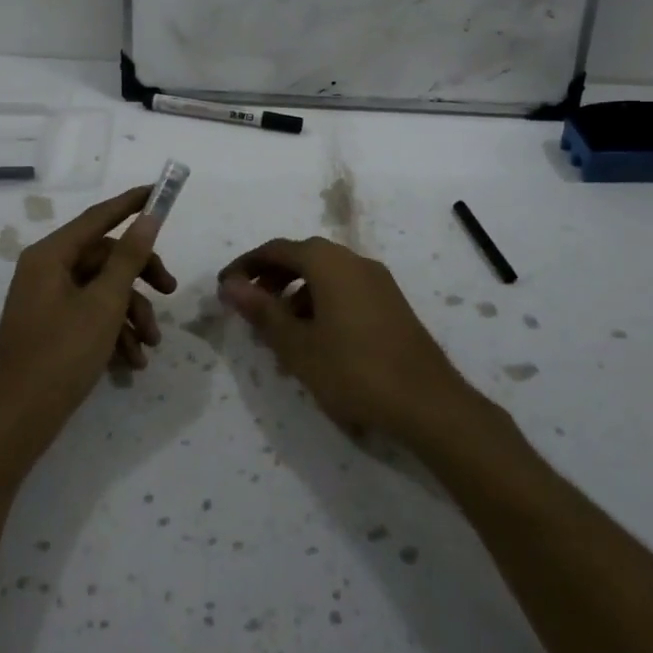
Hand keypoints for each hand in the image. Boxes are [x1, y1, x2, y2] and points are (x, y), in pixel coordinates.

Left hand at [0, 187, 176, 464]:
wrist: (16, 423)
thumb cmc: (60, 355)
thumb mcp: (104, 304)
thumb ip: (128, 258)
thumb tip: (148, 218)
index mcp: (50, 255)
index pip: (98, 217)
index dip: (132, 203)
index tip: (161, 192)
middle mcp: (46, 270)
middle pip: (105, 257)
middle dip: (140, 278)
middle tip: (169, 292)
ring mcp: (47, 300)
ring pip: (102, 290)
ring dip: (131, 314)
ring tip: (151, 346)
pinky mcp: (51, 327)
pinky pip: (90, 315)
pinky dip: (114, 333)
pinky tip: (133, 362)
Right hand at [218, 237, 471, 442]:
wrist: (428, 402)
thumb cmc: (353, 370)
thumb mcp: (297, 345)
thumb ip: (262, 311)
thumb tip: (230, 285)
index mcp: (328, 262)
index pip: (277, 249)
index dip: (246, 265)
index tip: (224, 287)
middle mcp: (354, 261)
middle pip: (302, 257)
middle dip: (271, 278)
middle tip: (248, 307)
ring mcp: (377, 281)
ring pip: (325, 275)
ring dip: (295, 293)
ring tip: (278, 330)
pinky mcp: (391, 303)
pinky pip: (345, 290)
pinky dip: (320, 303)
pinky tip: (315, 339)